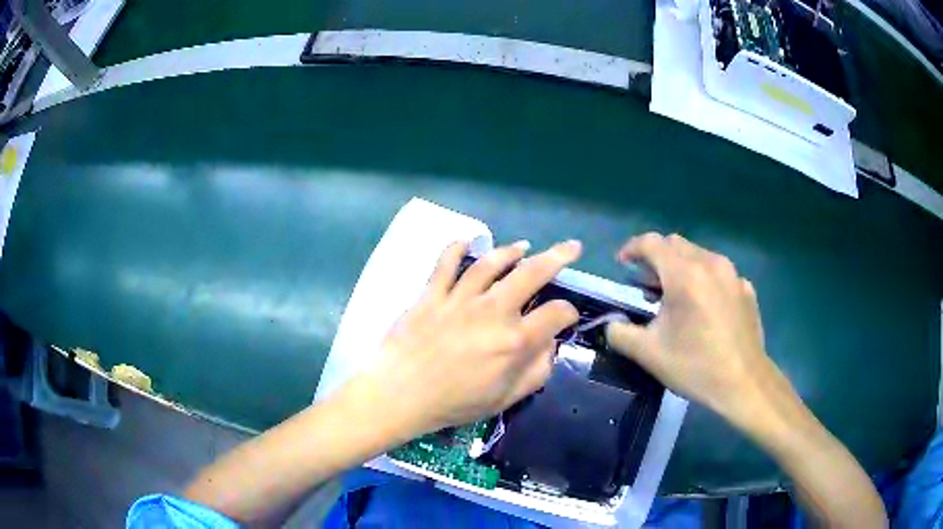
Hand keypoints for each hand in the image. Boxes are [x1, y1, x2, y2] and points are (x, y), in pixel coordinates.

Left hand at [361, 240, 581, 437]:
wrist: (399, 395)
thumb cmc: (454, 403)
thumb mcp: (505, 399)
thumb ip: (536, 371)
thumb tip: (550, 344)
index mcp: (514, 340)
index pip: (556, 314)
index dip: (569, 313)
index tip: (567, 318)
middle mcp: (493, 311)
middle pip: (532, 274)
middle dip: (558, 257)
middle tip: (572, 247)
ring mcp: (460, 298)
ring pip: (492, 263)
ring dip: (511, 251)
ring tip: (523, 246)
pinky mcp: (432, 293)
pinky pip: (446, 263)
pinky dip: (457, 248)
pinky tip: (467, 241)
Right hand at [605, 233, 789, 427]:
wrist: (744, 383)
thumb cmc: (695, 366)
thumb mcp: (648, 354)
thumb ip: (620, 333)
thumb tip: (611, 324)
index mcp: (685, 274)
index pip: (652, 243)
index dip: (632, 248)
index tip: (623, 264)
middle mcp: (710, 263)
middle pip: (676, 244)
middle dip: (656, 258)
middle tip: (647, 285)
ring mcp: (732, 274)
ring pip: (699, 255)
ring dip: (681, 268)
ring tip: (676, 297)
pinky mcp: (746, 288)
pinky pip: (719, 273)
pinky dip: (704, 280)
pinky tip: (704, 309)